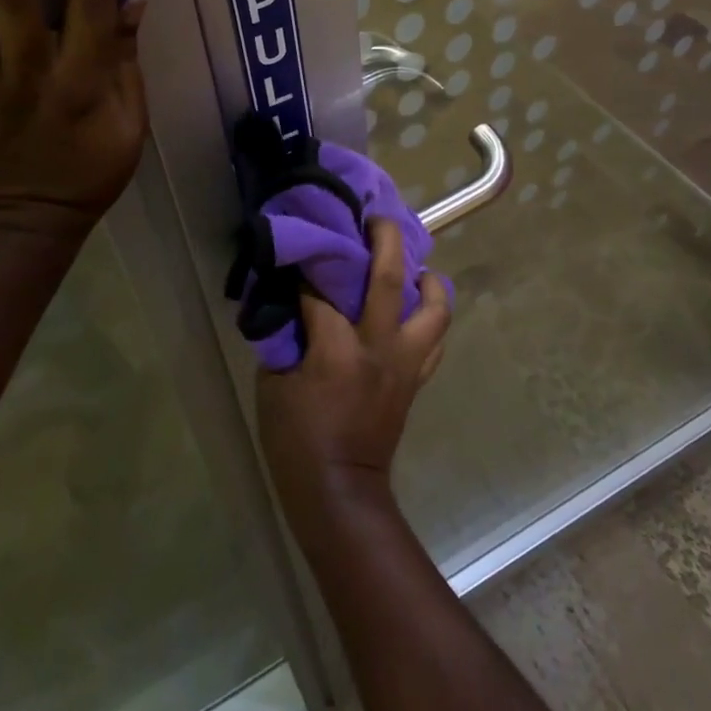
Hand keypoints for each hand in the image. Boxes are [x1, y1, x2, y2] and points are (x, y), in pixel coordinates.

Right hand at [256, 220, 451, 532]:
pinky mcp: (416, 378)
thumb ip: (287, 336)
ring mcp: (405, 362)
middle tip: (376, 218)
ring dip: (428, 278)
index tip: (304, 244)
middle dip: (384, 238)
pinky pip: (436, 339)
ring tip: (414, 264)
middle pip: (390, 277)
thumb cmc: (296, 440)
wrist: (340, 492)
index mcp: (338, 348)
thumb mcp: (274, 384)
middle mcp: (380, 346)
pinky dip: (432, 315)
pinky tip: (418, 306)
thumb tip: (293, 302)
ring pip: (434, 307)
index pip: (323, 290)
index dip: (310, 265)